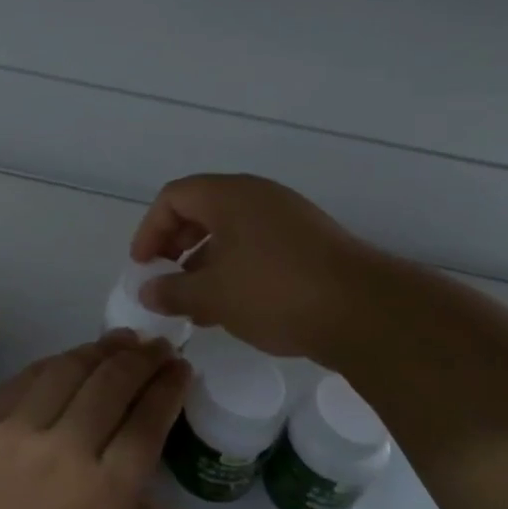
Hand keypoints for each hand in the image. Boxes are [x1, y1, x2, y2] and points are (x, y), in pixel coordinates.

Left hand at [0, 332, 188, 508]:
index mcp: (109, 491)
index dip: (170, 386)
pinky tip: (68, 360)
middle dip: (143, 358)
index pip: (149, 419)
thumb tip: (143, 480)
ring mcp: (20, 433)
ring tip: (120, 341)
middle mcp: (68, 449)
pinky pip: (25, 380)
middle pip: (113, 382)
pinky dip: (54, 363)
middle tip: (158, 346)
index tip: (181, 367)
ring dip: (101, 350)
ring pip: (68, 370)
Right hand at [129, 173, 382, 360]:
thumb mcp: (213, 295)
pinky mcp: (308, 244)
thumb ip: (172, 291)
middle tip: (165, 280)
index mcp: (230, 195)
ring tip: (194, 305)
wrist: (364, 312)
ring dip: (205, 264)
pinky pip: (257, 247)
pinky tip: (231, 308)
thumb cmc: (276, 292)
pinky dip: (235, 270)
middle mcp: (258, 197)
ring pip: (231, 232)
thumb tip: (146, 292)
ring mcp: (288, 218)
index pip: (174, 196)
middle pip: (202, 210)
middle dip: (176, 246)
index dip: (150, 229)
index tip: (143, 266)